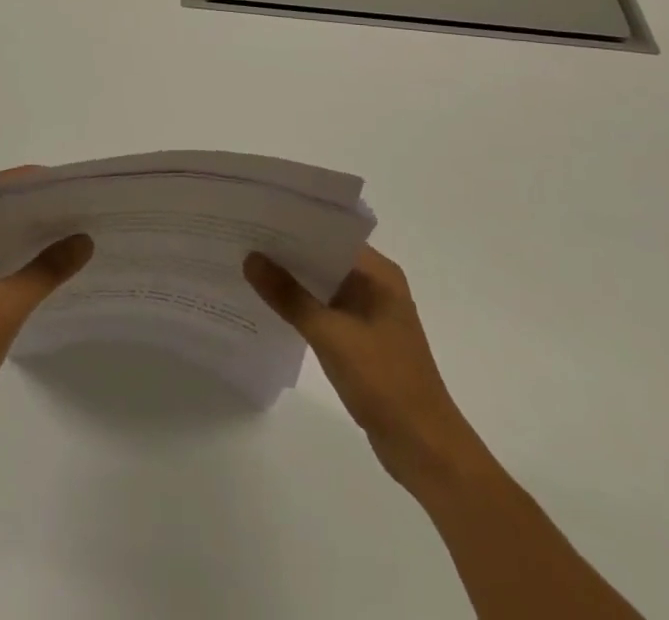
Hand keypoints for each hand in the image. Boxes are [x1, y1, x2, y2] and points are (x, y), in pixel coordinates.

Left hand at [0, 177, 92, 427]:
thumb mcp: (9, 303)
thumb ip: (48, 268)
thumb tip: (84, 239)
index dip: (25, 182)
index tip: (61, 182)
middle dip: (32, 208)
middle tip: (72, 204)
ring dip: (27, 236)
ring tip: (68, 229)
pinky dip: (20, 260)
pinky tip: (48, 266)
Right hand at [245, 245, 480, 490]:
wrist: (426, 450)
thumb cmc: (384, 382)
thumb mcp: (331, 335)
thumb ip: (289, 296)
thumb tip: (250, 258)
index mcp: (379, 274)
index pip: (329, 235)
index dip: (293, 226)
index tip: (255, 218)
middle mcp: (376, 286)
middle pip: (324, 258)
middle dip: (287, 253)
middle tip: (242, 240)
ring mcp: (370, 314)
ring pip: (323, 285)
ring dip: (292, 281)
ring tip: (248, 267)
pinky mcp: (363, 340)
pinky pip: (326, 311)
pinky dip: (302, 307)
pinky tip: (271, 306)